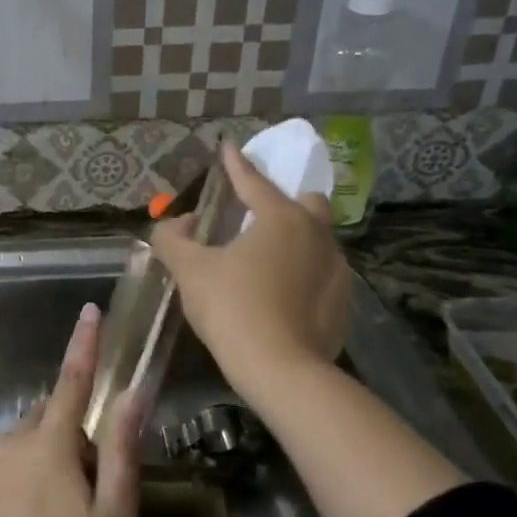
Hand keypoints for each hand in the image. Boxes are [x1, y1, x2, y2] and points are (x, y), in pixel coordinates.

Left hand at [0, 302, 141, 516]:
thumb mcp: (115, 516)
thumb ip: (123, 450)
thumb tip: (133, 394)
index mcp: (52, 446)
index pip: (72, 383)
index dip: (83, 346)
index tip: (89, 312)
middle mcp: (9, 448)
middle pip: (44, 418)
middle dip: (67, 429)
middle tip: (88, 480)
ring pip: (17, 450)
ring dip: (38, 462)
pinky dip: (10, 488)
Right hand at [151, 141, 350, 393]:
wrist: (280, 369)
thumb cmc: (232, 308)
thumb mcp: (189, 270)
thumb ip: (172, 239)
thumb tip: (177, 224)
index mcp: (281, 218)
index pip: (254, 181)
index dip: (236, 164)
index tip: (229, 147)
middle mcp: (316, 234)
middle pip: (305, 203)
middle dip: (283, 201)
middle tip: (256, 217)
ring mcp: (337, 269)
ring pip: (318, 239)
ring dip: (295, 240)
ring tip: (267, 260)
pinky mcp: (344, 301)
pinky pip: (322, 274)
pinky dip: (304, 274)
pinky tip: (283, 295)